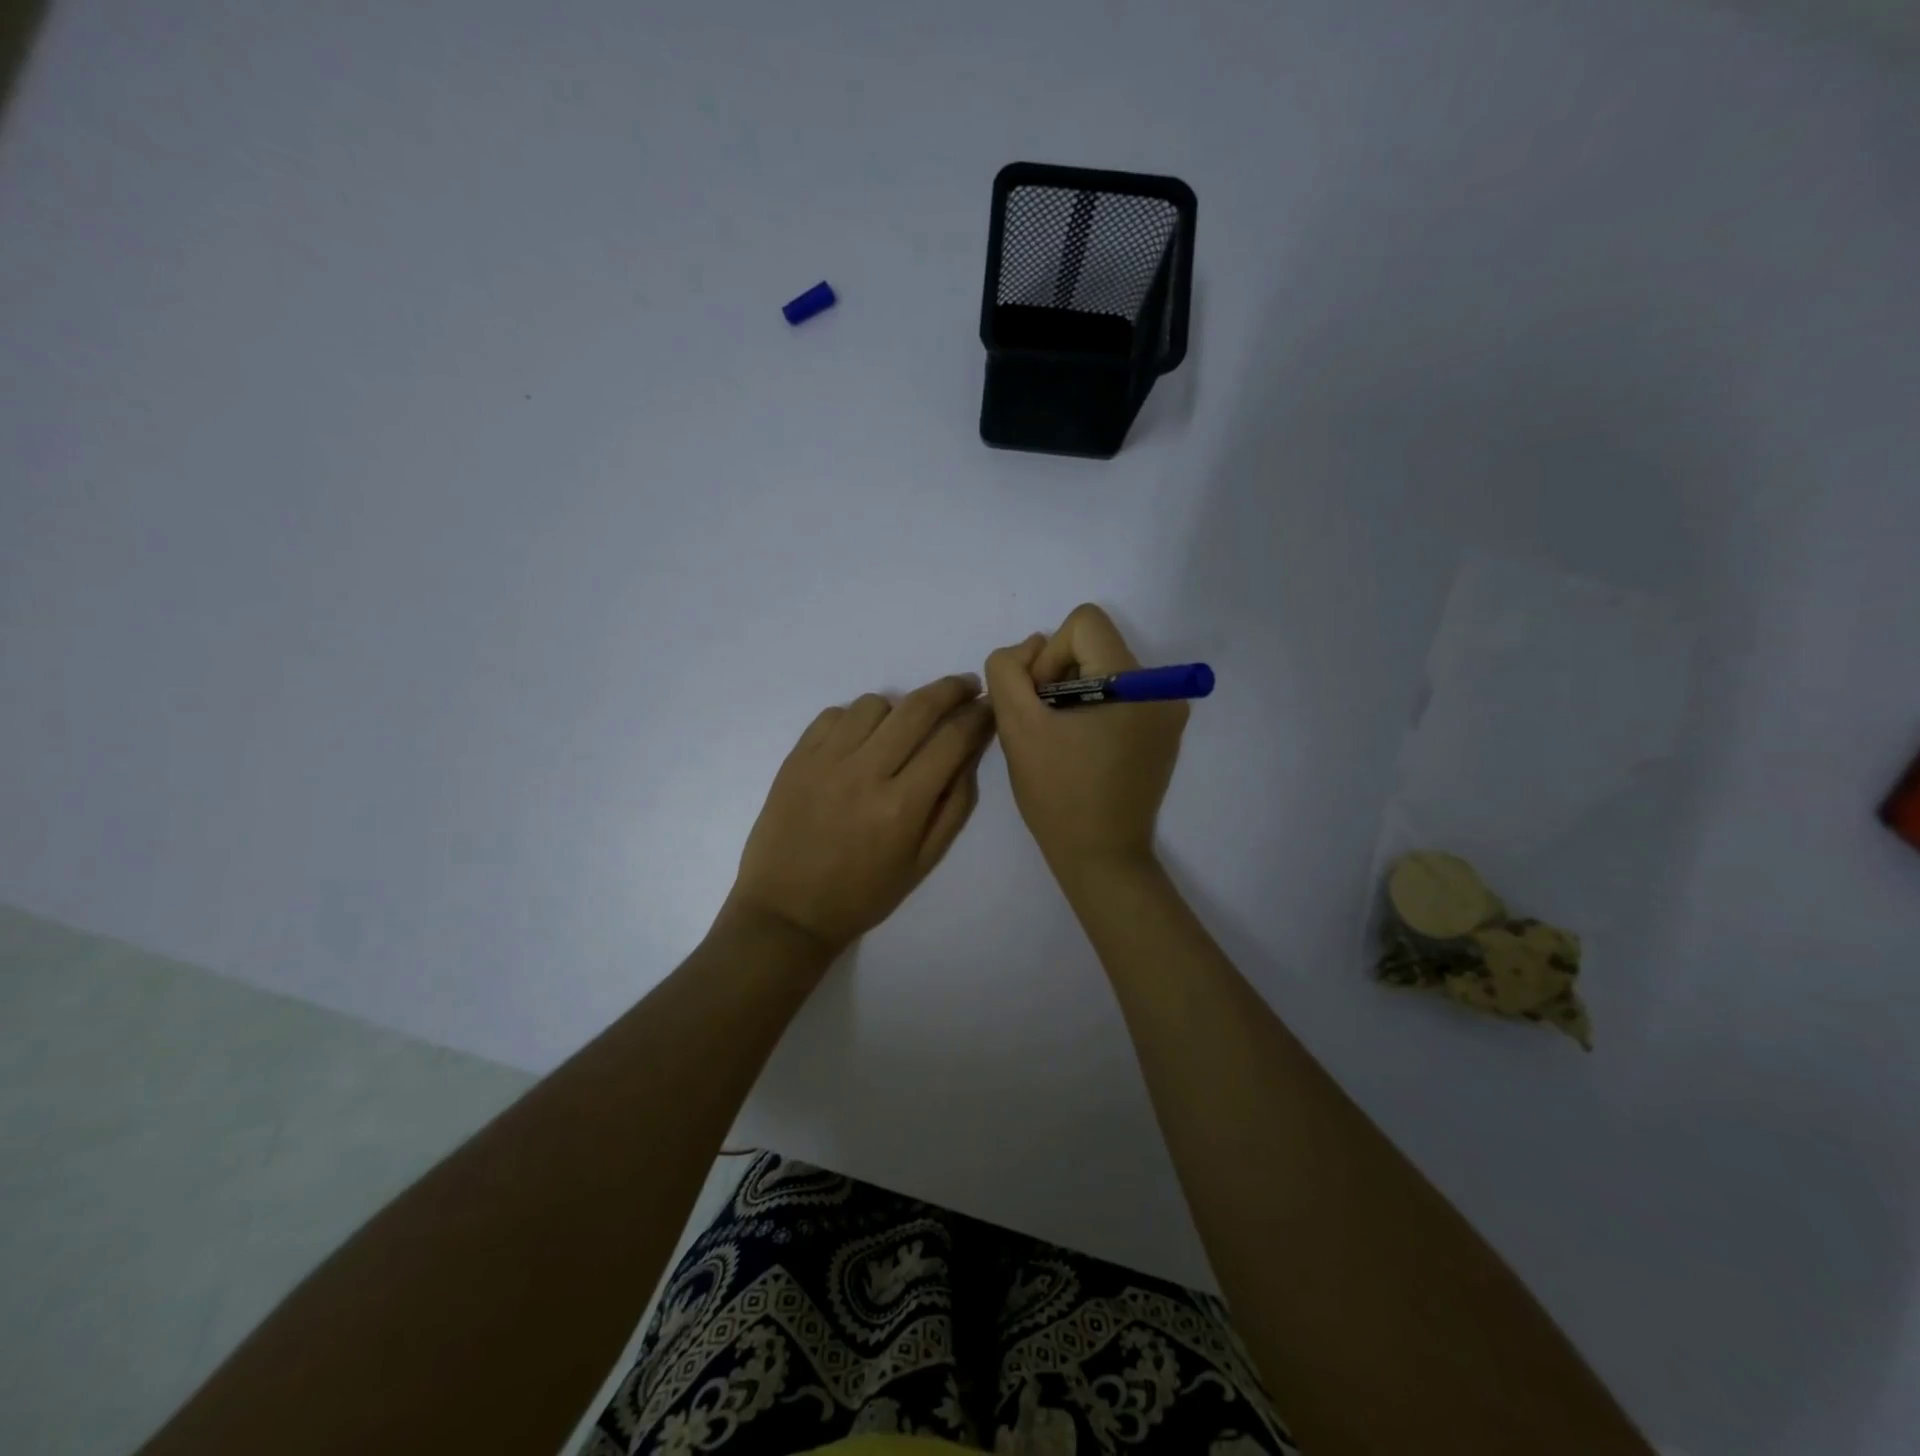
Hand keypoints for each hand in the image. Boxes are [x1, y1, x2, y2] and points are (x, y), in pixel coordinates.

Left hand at [724, 674, 994, 957]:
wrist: (787, 911)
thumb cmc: (862, 895)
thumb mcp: (923, 862)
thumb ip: (953, 805)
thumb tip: (969, 752)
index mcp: (902, 805)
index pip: (952, 740)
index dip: (978, 716)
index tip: (989, 706)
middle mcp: (865, 772)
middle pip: (917, 707)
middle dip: (951, 689)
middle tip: (966, 686)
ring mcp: (825, 760)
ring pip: (874, 703)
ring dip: (899, 707)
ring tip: (902, 727)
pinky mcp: (796, 757)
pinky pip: (834, 714)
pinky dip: (855, 718)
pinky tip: (859, 741)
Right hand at [986, 604, 1188, 880]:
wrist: (1100, 857)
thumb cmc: (1057, 793)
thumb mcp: (1016, 726)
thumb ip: (1009, 670)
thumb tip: (1031, 647)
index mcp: (1133, 682)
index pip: (1084, 623)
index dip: (1050, 655)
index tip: (1041, 702)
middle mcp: (1161, 690)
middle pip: (1095, 647)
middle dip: (1059, 678)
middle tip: (1045, 726)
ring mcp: (1167, 714)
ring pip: (1104, 673)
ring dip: (1073, 696)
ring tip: (1061, 742)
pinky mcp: (1163, 735)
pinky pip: (1120, 699)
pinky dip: (1093, 713)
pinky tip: (1081, 752)